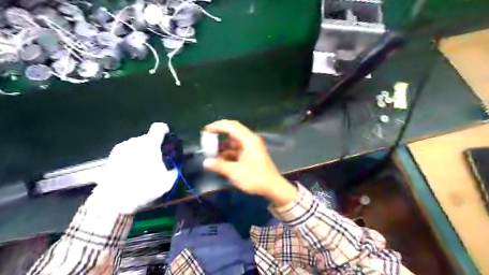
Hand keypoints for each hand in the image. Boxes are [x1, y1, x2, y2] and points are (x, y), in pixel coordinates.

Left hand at [90, 123, 178, 214]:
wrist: (114, 200)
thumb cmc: (144, 188)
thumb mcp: (166, 182)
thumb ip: (173, 171)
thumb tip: (173, 169)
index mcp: (150, 145)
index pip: (159, 128)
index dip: (164, 130)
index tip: (167, 136)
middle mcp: (135, 142)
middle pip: (147, 138)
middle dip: (153, 145)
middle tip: (156, 158)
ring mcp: (121, 148)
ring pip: (136, 145)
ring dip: (141, 151)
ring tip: (143, 165)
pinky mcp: (111, 157)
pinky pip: (126, 152)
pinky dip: (131, 157)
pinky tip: (132, 170)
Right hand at [202, 120, 295, 205]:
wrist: (273, 188)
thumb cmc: (256, 178)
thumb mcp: (236, 172)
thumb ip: (220, 166)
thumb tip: (205, 162)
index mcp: (249, 140)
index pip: (231, 126)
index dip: (218, 126)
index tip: (206, 130)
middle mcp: (250, 140)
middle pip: (232, 131)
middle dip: (219, 133)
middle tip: (206, 137)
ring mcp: (250, 148)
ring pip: (233, 142)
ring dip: (222, 146)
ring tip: (209, 152)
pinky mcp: (249, 155)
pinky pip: (235, 150)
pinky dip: (227, 153)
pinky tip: (218, 160)